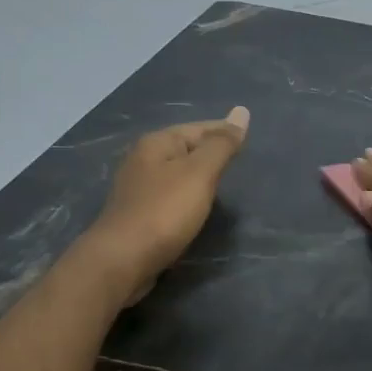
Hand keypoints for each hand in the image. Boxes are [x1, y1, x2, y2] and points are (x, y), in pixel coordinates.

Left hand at [86, 107, 249, 301]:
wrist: (123, 260)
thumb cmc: (164, 212)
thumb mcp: (199, 173)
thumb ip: (221, 145)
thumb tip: (241, 111)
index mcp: (156, 143)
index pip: (199, 128)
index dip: (224, 133)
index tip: (248, 143)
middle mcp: (143, 160)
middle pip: (185, 149)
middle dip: (210, 154)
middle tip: (238, 165)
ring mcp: (137, 188)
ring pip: (176, 174)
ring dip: (198, 178)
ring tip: (222, 186)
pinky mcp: (138, 214)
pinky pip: (169, 196)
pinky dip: (187, 198)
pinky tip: (197, 209)